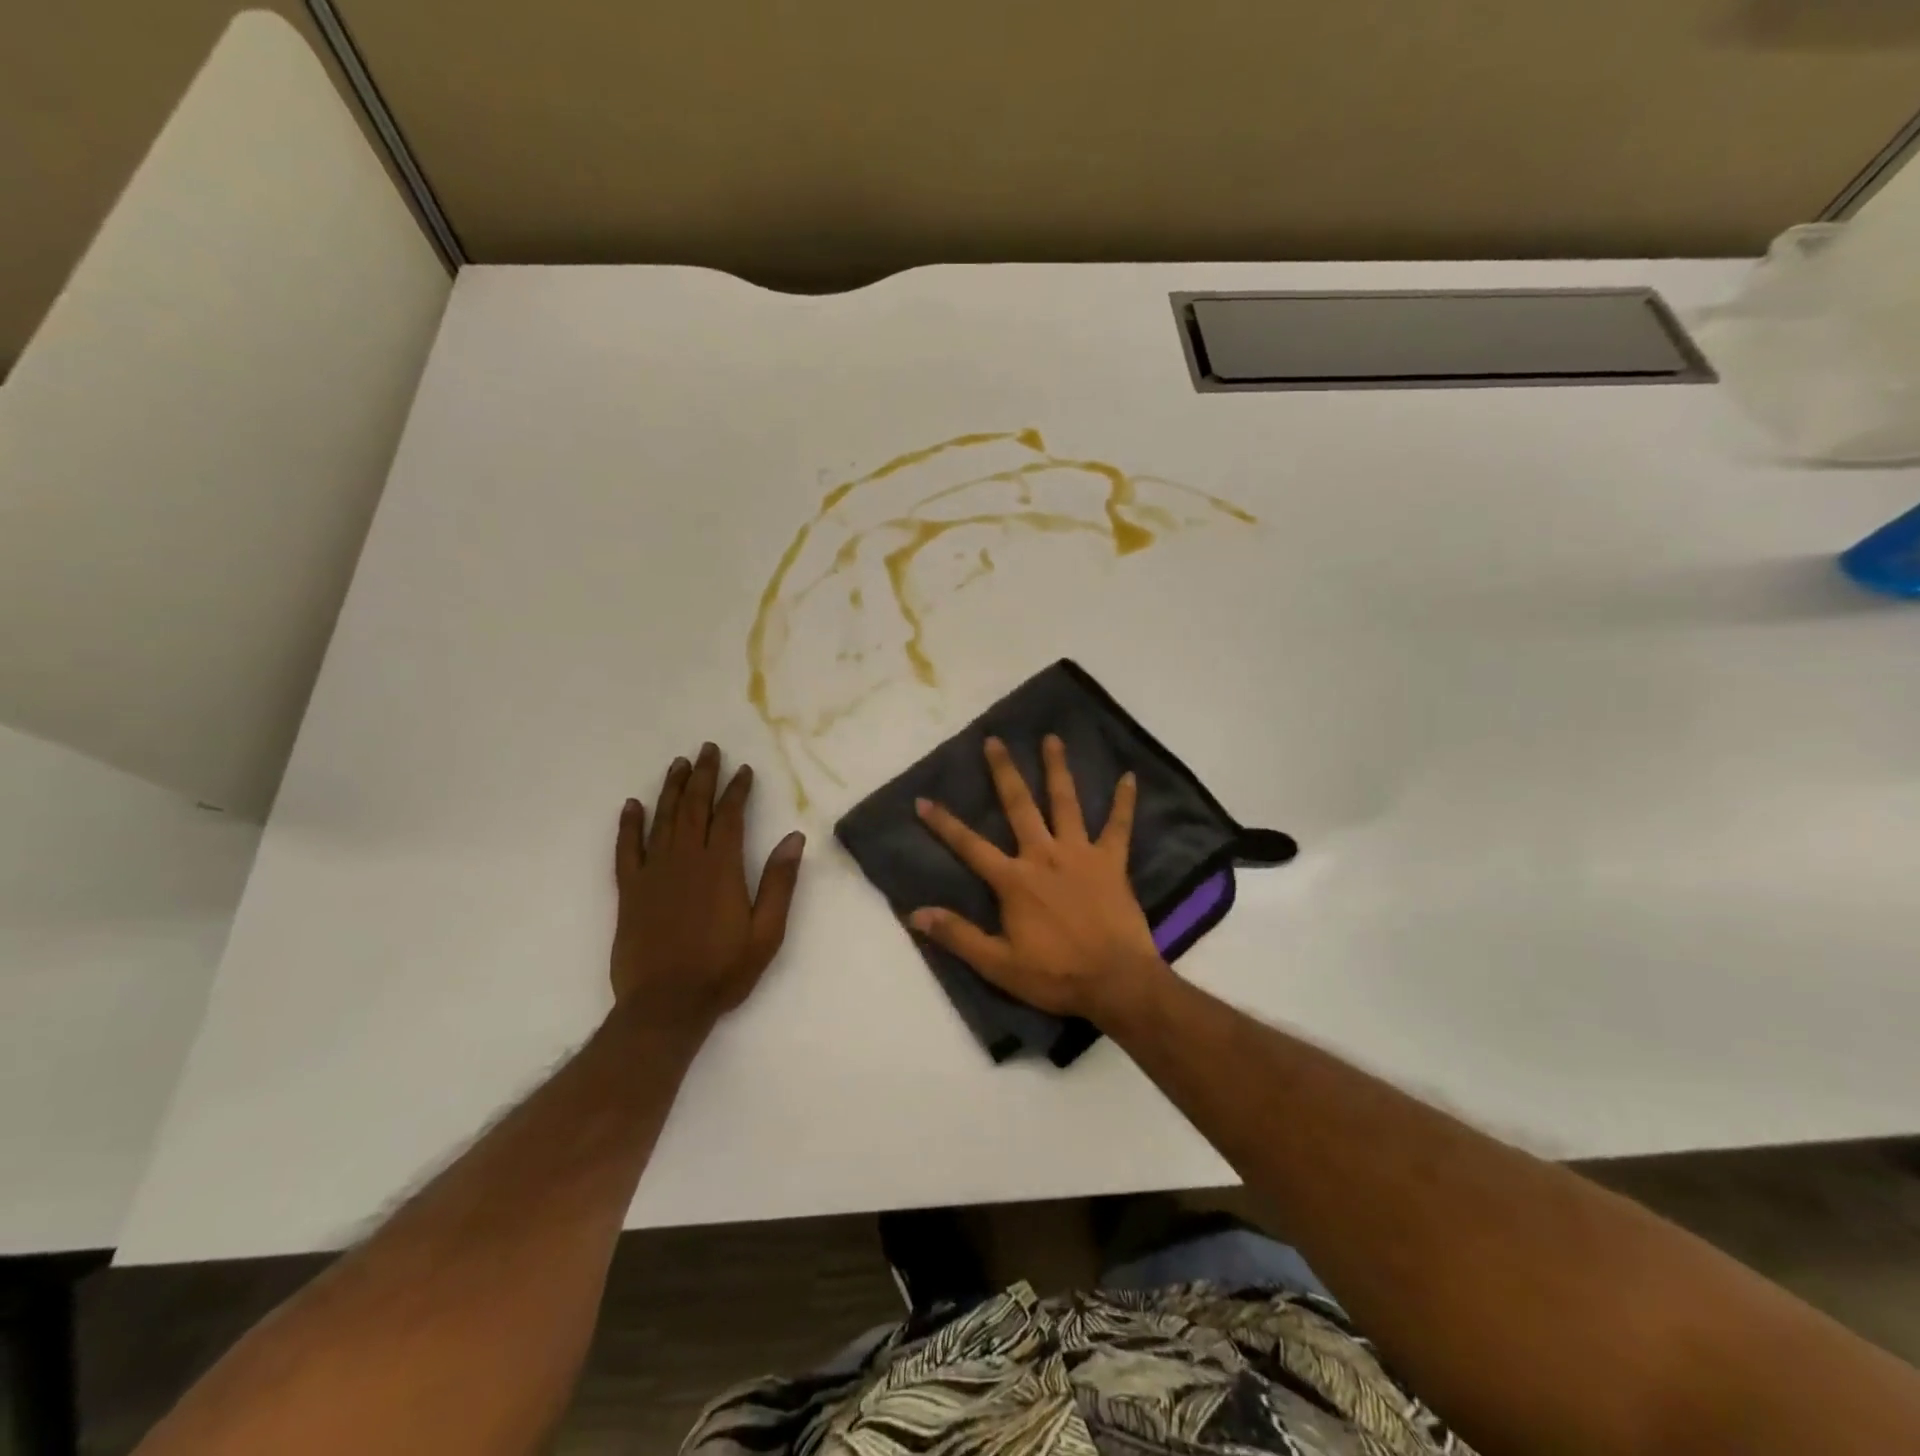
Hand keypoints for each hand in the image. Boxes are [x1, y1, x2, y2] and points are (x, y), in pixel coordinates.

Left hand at [610, 742, 805, 1035]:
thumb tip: (794, 838)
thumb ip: (779, 883)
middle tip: (708, 749)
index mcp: (721, 867)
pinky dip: (629, 824)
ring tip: (679, 764)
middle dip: (703, 776)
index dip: (737, 790)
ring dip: (672, 789)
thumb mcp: (766, 932)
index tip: (744, 770)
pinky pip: (626, 849)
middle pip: (695, 807)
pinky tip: (632, 805)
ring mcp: (653, 873)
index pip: (729, 816)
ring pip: (663, 819)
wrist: (665, 1006)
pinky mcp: (629, 890)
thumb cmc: (723, 970)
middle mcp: (685, 860)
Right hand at [911, 735, 1167, 1025]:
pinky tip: (1130, 776)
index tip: (923, 800)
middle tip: (995, 740)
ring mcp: (1080, 854)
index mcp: (1014, 880)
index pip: (970, 846)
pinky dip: (1124, 801)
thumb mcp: (998, 964)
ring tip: (1052, 739)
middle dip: (1004, 772)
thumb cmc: (1056, 975)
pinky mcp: (1112, 862)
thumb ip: (958, 936)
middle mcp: (1043, 855)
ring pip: (1065, 803)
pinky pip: (1118, 826)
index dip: (944, 824)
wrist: (1116, 982)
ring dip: (1057, 769)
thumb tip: (916, 913)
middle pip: (1019, 806)